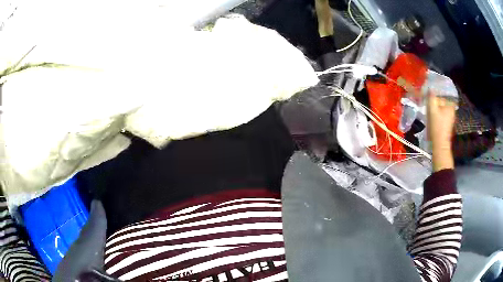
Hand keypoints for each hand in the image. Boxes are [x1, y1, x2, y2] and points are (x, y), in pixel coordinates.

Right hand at [427, 93, 455, 170]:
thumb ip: (431, 96)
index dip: (434, 96)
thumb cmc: (437, 126)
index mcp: (450, 105)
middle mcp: (452, 110)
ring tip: (429, 115)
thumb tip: (430, 87)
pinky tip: (433, 121)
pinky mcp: (448, 125)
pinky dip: (437, 116)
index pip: (441, 95)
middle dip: (434, 104)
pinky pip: (441, 116)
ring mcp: (451, 118)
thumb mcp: (432, 109)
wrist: (439, 145)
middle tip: (428, 108)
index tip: (428, 99)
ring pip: (441, 109)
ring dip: (435, 110)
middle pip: (441, 102)